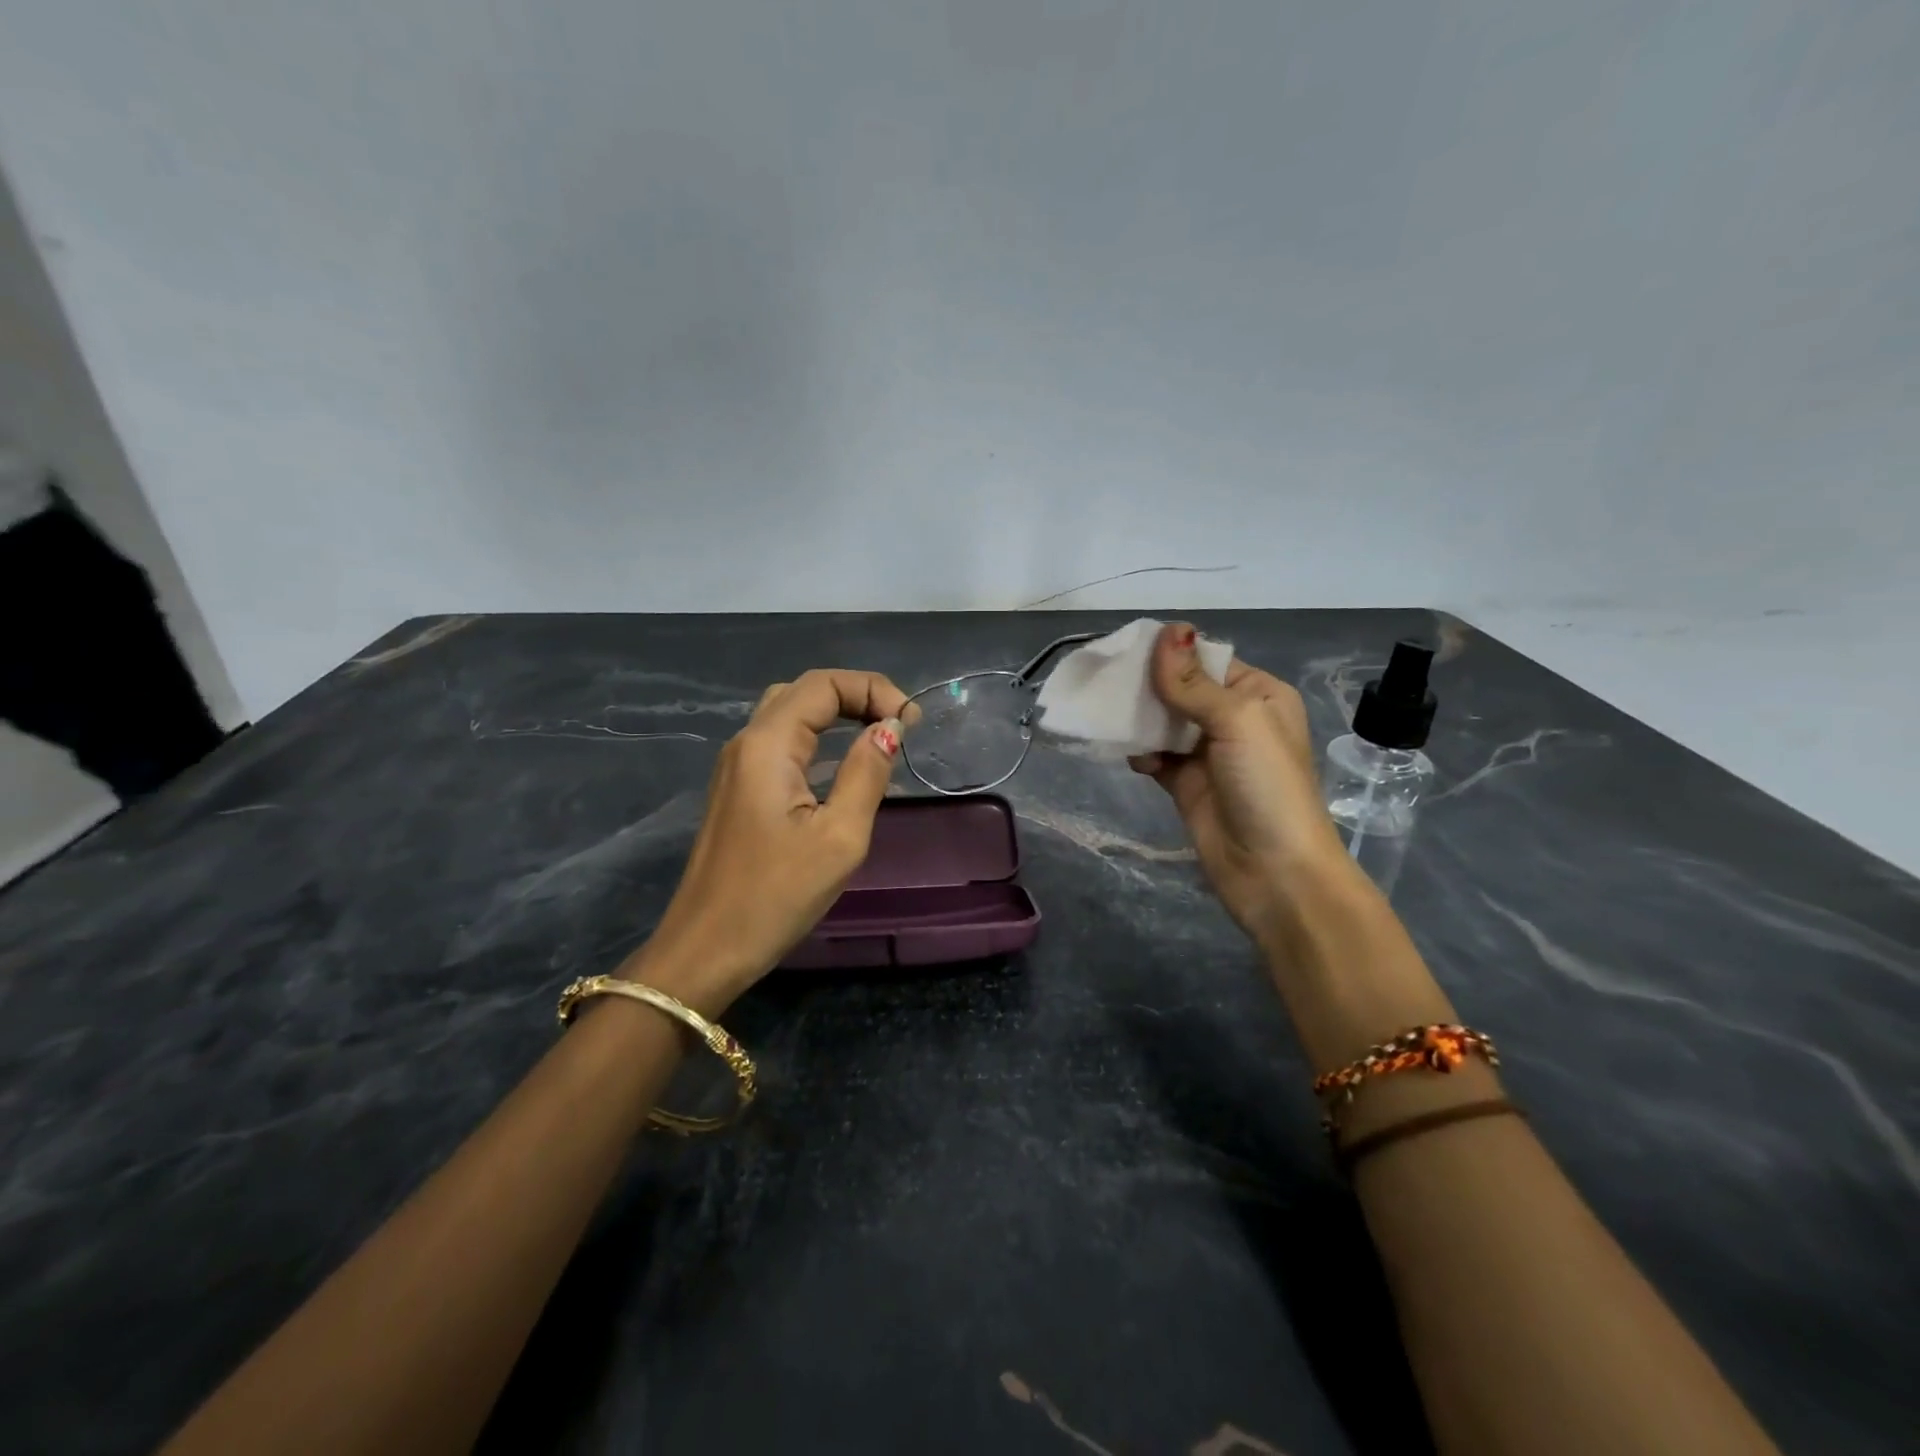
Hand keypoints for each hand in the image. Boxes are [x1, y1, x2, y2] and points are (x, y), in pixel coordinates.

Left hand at [623, 669, 908, 1011]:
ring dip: (836, 714)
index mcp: (768, 745)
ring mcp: (737, 767)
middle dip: (856, 696)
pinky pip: (781, 744)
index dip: (873, 689)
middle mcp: (747, 743)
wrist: (707, 949)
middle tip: (897, 725)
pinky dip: (817, 739)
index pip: (823, 684)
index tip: (911, 723)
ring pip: (789, 715)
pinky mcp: (738, 791)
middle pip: (804, 692)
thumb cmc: (775, 896)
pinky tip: (842, 765)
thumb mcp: (838, 837)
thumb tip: (889, 728)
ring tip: (878, 736)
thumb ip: (866, 774)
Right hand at [1130, 623, 1354, 947]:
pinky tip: (1123, 750)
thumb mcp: (1236, 722)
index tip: (1124, 647)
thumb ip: (1193, 682)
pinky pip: (1155, 755)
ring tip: (1103, 708)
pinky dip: (1138, 751)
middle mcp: (1234, 719)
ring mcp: (1208, 753)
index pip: (1207, 660)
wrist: (1274, 872)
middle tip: (1103, 677)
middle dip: (1146, 684)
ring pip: (1164, 722)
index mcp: (1259, 695)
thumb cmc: (1265, 786)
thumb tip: (1168, 629)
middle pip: (1181, 689)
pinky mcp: (1186, 784)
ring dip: (1137, 717)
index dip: (1169, 652)